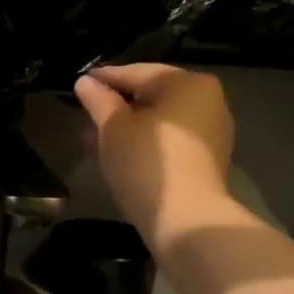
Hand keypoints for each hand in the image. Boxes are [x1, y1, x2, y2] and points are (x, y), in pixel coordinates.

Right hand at [74, 64, 234, 241]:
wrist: (186, 220)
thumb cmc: (147, 164)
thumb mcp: (113, 128)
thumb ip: (99, 101)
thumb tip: (85, 82)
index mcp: (188, 84)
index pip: (138, 73)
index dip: (105, 78)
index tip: (80, 83)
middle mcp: (208, 101)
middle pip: (153, 95)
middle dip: (118, 104)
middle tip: (86, 112)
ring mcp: (213, 132)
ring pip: (161, 120)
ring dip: (129, 126)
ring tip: (96, 137)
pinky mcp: (208, 160)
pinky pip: (171, 141)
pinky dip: (147, 142)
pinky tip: (122, 154)